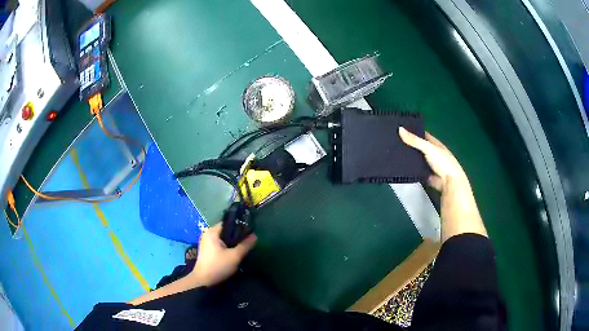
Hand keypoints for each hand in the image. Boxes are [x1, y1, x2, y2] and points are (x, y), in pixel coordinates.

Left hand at [189, 223, 256, 286]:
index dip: (240, 228)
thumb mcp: (235, 256)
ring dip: (232, 244)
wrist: (204, 281)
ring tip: (241, 250)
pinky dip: (226, 248)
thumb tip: (255, 236)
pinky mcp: (206, 250)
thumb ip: (245, 245)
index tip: (249, 235)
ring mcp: (205, 242)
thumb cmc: (218, 266)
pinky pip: (219, 245)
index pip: (228, 224)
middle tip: (247, 244)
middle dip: (236, 237)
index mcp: (212, 231)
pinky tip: (232, 255)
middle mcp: (207, 234)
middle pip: (226, 231)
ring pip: (223, 239)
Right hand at [398, 127, 466, 191]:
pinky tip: (399, 166)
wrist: (449, 182)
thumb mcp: (428, 148)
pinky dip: (409, 168)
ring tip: (392, 152)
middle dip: (407, 144)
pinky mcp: (425, 174)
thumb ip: (415, 140)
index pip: (421, 134)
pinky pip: (415, 170)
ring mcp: (428, 164)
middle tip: (392, 141)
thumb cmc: (443, 162)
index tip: (399, 129)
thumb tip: (399, 129)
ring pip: (415, 158)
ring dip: (407, 157)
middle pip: (417, 147)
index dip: (412, 131)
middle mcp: (431, 152)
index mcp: (434, 143)